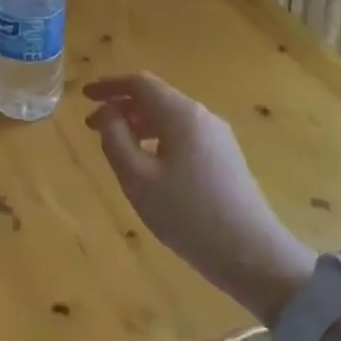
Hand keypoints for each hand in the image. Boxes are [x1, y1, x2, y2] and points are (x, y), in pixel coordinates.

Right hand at [84, 73, 313, 325]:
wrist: (255, 257)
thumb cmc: (188, 216)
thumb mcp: (138, 178)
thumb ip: (115, 139)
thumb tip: (107, 113)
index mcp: (181, 114)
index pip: (139, 83)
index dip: (109, 85)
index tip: (85, 95)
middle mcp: (202, 116)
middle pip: (156, 97)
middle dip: (121, 105)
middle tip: (93, 125)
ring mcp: (218, 137)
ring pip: (170, 116)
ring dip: (139, 122)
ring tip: (116, 145)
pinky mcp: (226, 157)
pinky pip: (184, 133)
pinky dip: (157, 136)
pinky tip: (148, 162)